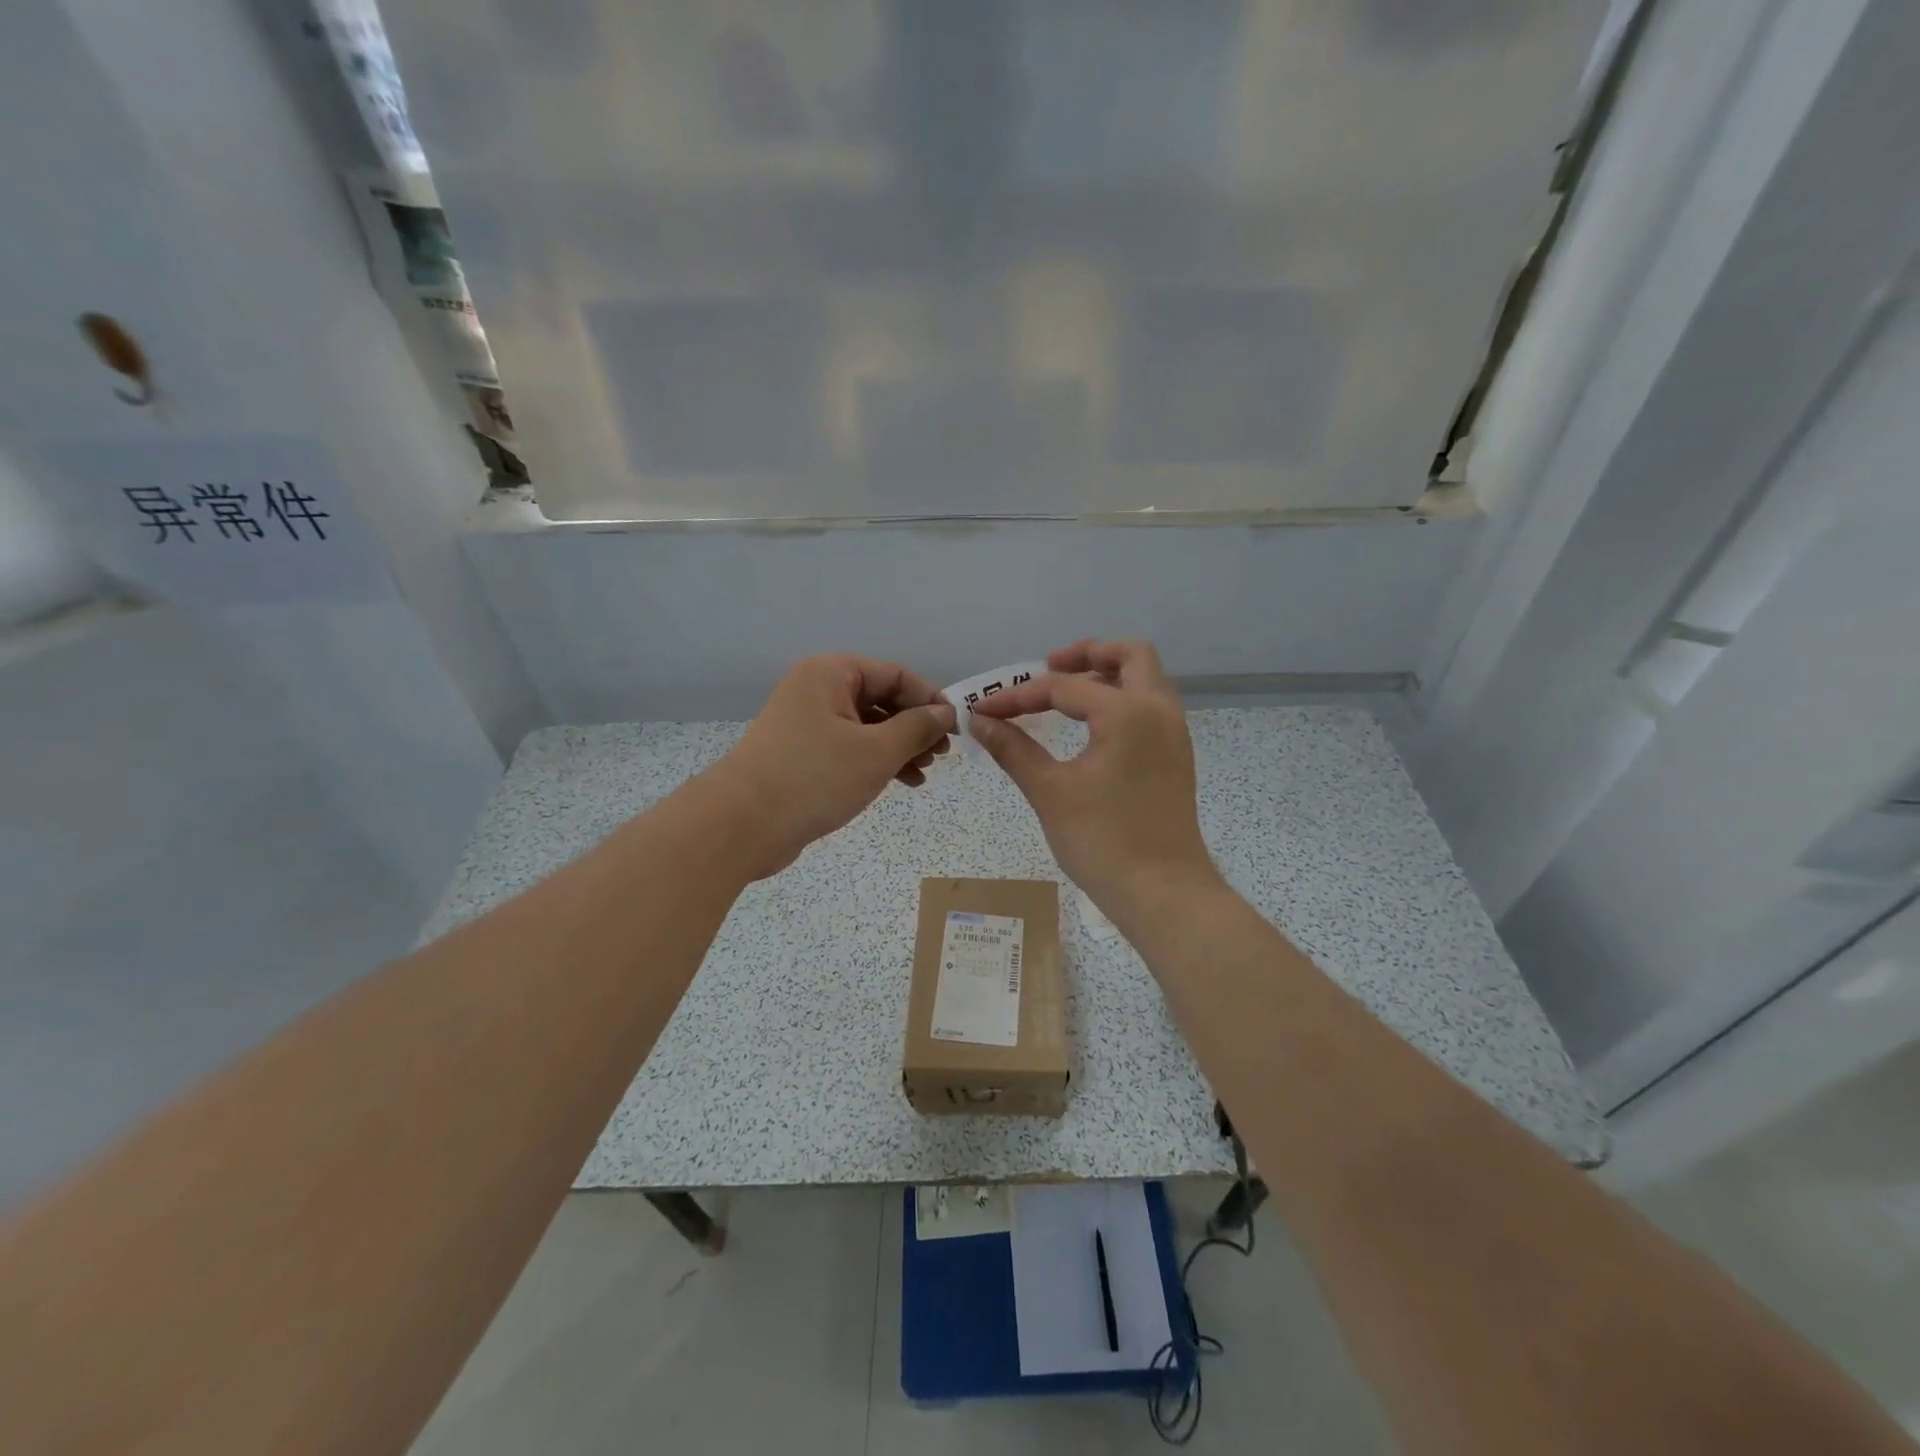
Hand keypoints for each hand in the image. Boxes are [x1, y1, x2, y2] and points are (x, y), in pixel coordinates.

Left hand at [707, 655, 955, 878]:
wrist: (742, 825)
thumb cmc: (814, 777)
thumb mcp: (876, 751)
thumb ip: (916, 728)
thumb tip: (945, 713)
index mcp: (831, 674)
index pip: (895, 675)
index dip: (930, 699)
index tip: (956, 728)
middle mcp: (817, 690)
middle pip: (881, 699)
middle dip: (915, 727)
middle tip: (942, 755)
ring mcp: (807, 723)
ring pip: (867, 727)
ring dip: (899, 747)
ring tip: (924, 774)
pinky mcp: (802, 754)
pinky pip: (850, 748)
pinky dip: (876, 762)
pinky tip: (900, 782)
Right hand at [970, 639, 1219, 919]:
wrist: (1164, 894)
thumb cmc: (1104, 841)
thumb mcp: (1050, 792)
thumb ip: (1014, 749)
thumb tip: (980, 722)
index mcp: (1128, 712)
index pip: (1063, 687)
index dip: (1018, 697)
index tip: (983, 712)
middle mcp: (1158, 711)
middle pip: (1130, 655)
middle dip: (1086, 654)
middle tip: (1048, 668)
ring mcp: (1173, 734)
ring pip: (1145, 680)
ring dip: (1107, 675)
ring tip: (1065, 696)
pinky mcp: (1175, 757)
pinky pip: (1150, 708)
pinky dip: (1121, 700)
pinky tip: (1089, 728)